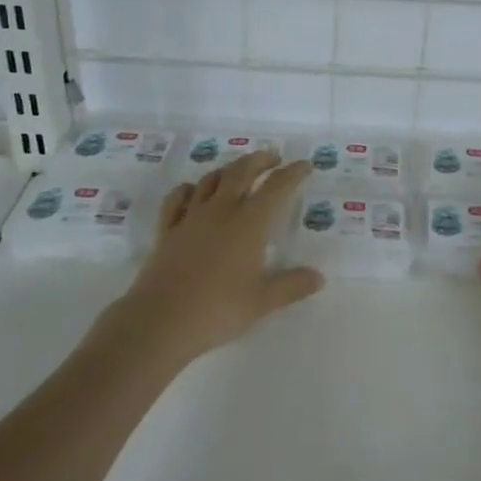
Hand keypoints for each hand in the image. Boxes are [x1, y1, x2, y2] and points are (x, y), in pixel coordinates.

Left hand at [116, 151, 321, 362]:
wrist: (160, 320)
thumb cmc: (218, 310)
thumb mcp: (262, 302)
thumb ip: (292, 286)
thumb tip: (319, 277)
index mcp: (250, 223)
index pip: (277, 187)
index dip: (293, 173)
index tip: (304, 165)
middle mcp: (222, 210)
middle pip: (242, 171)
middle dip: (260, 160)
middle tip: (273, 159)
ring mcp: (191, 217)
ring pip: (211, 179)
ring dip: (228, 169)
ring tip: (238, 172)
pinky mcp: (167, 229)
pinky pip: (178, 198)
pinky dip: (189, 188)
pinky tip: (193, 191)